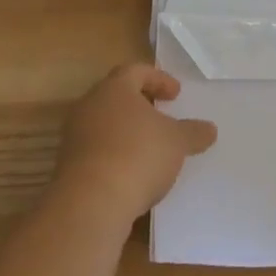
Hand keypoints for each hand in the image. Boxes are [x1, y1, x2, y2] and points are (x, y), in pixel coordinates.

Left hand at [54, 65, 216, 222]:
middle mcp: (90, 105)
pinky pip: (95, 151)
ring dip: (125, 131)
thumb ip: (193, 132)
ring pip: (103, 124)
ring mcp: (74, 137)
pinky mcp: (66, 166)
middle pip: (116, 96)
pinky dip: (113, 155)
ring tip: (147, 148)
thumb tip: (210, 129)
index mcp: (115, 88)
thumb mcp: (177, 142)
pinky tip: (130, 173)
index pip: (136, 71)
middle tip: (159, 115)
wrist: (89, 204)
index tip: (175, 95)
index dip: (159, 79)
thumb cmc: (138, 156)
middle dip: (139, 104)